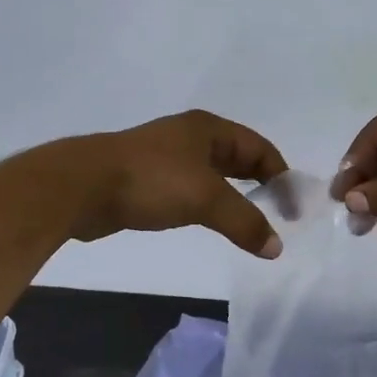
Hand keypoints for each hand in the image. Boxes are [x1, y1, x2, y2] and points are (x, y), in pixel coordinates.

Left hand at [68, 110, 288, 256]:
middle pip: (237, 158)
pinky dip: (206, 205)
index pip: (259, 148)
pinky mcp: (145, 179)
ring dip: (232, 197)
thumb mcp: (206, 198)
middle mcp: (189, 137)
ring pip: (211, 176)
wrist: (83, 186)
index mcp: (208, 129)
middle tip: (277, 216)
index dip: (281, 176)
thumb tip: (276, 247)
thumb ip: (245, 222)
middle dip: (259, 184)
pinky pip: (188, 190)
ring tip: (247, 224)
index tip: (293, 210)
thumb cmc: (151, 181)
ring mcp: (165, 157)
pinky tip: (206, 222)